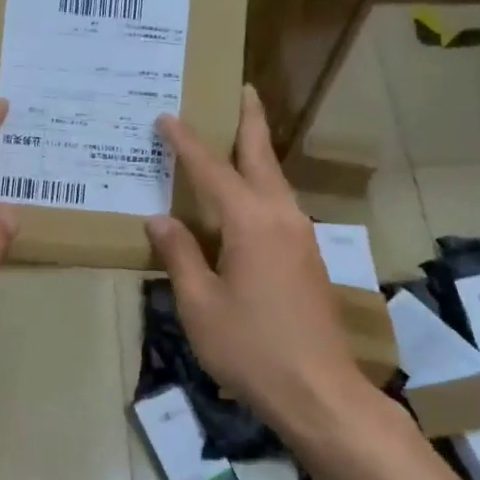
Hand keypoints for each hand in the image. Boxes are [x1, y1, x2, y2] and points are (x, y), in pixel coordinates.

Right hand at [147, 87, 375, 431]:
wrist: (318, 390)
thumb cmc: (250, 348)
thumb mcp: (200, 304)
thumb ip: (181, 255)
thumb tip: (160, 219)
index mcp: (251, 223)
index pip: (212, 170)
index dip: (186, 142)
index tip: (166, 116)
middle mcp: (282, 218)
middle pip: (262, 159)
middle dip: (250, 122)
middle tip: (242, 89)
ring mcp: (301, 238)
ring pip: (276, 182)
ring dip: (257, 155)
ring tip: (238, 138)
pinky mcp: (307, 259)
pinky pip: (280, 208)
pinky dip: (261, 188)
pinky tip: (247, 201)